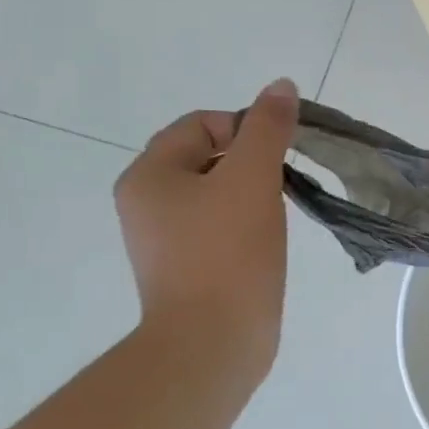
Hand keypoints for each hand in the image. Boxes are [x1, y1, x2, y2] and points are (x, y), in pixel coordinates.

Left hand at [114, 78, 299, 390]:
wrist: (213, 343)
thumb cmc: (228, 253)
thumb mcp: (252, 179)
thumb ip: (268, 129)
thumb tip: (281, 86)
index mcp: (149, 175)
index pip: (201, 124)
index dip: (246, 129)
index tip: (277, 157)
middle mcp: (147, 202)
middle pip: (207, 156)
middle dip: (251, 162)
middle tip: (279, 186)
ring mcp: (164, 239)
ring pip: (216, 192)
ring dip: (251, 193)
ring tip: (274, 215)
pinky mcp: (185, 267)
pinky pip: (217, 225)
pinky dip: (244, 223)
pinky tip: (264, 242)